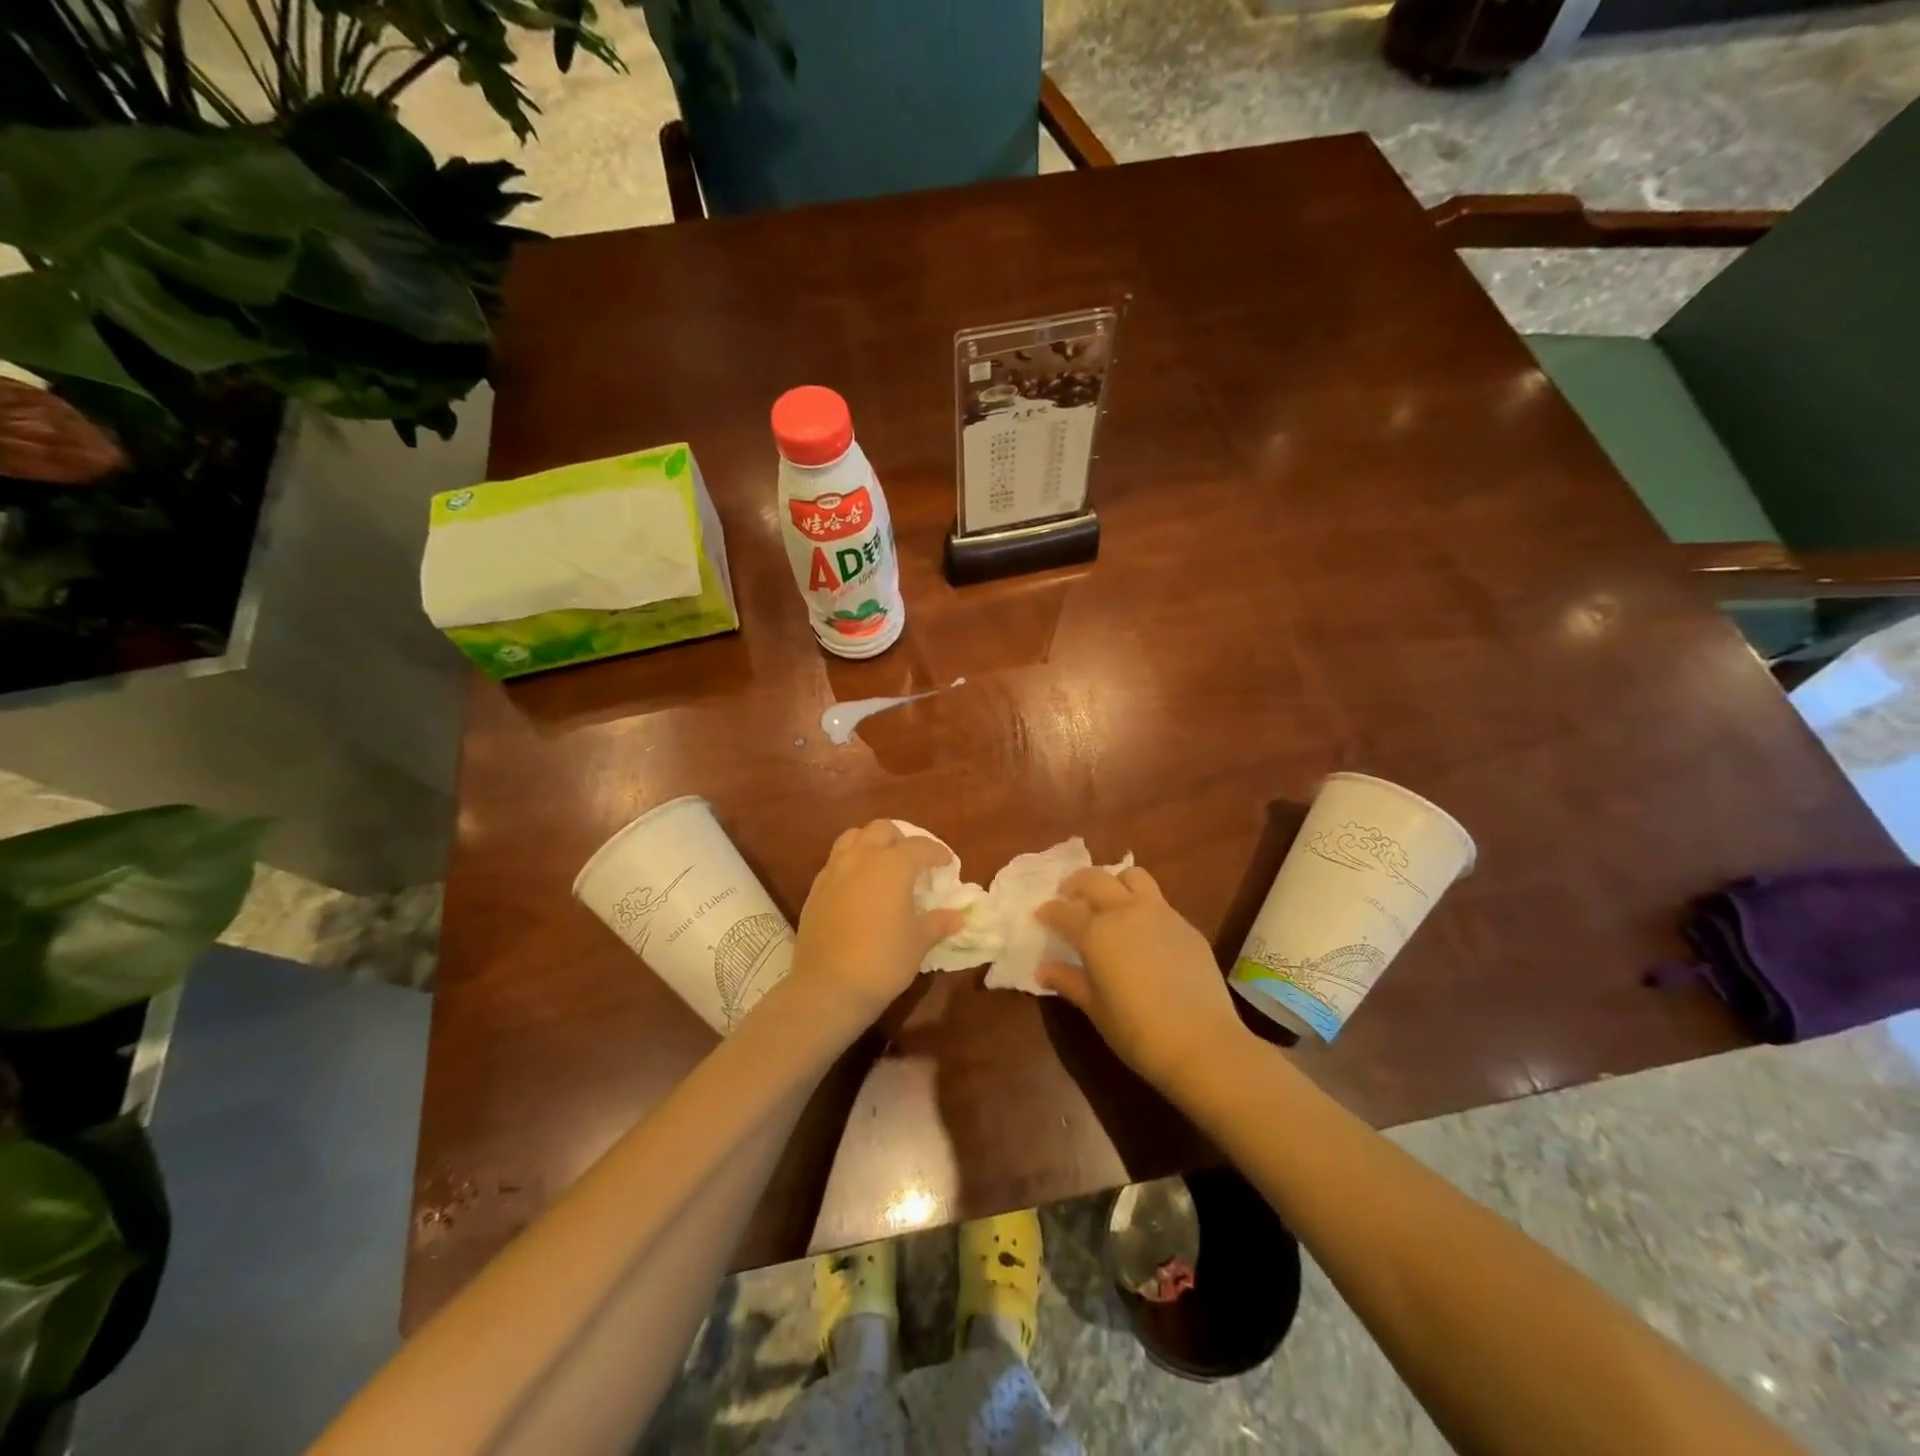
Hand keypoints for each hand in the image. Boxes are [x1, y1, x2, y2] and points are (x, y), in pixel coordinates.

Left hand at [790, 821, 962, 1023]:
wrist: (829, 986)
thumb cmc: (884, 959)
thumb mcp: (919, 941)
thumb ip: (939, 922)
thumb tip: (958, 916)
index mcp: (892, 865)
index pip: (920, 847)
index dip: (937, 852)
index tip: (947, 863)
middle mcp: (861, 858)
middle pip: (882, 830)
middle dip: (901, 839)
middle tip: (914, 860)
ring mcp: (834, 871)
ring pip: (853, 838)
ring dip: (871, 843)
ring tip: (883, 864)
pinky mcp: (816, 889)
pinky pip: (836, 862)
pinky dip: (851, 863)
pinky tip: (859, 887)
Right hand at [1036, 866, 1248, 1089]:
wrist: (1201, 1042)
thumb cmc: (1136, 1030)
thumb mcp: (1095, 1008)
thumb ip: (1068, 981)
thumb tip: (1044, 970)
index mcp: (1096, 932)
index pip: (1063, 911)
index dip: (1048, 911)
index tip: (1041, 916)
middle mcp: (1125, 912)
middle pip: (1095, 878)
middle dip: (1076, 884)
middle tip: (1070, 898)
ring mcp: (1160, 914)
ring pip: (1133, 877)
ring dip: (1115, 882)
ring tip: (1110, 903)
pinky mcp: (1186, 926)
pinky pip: (1159, 903)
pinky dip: (1143, 907)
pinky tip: (1144, 934)